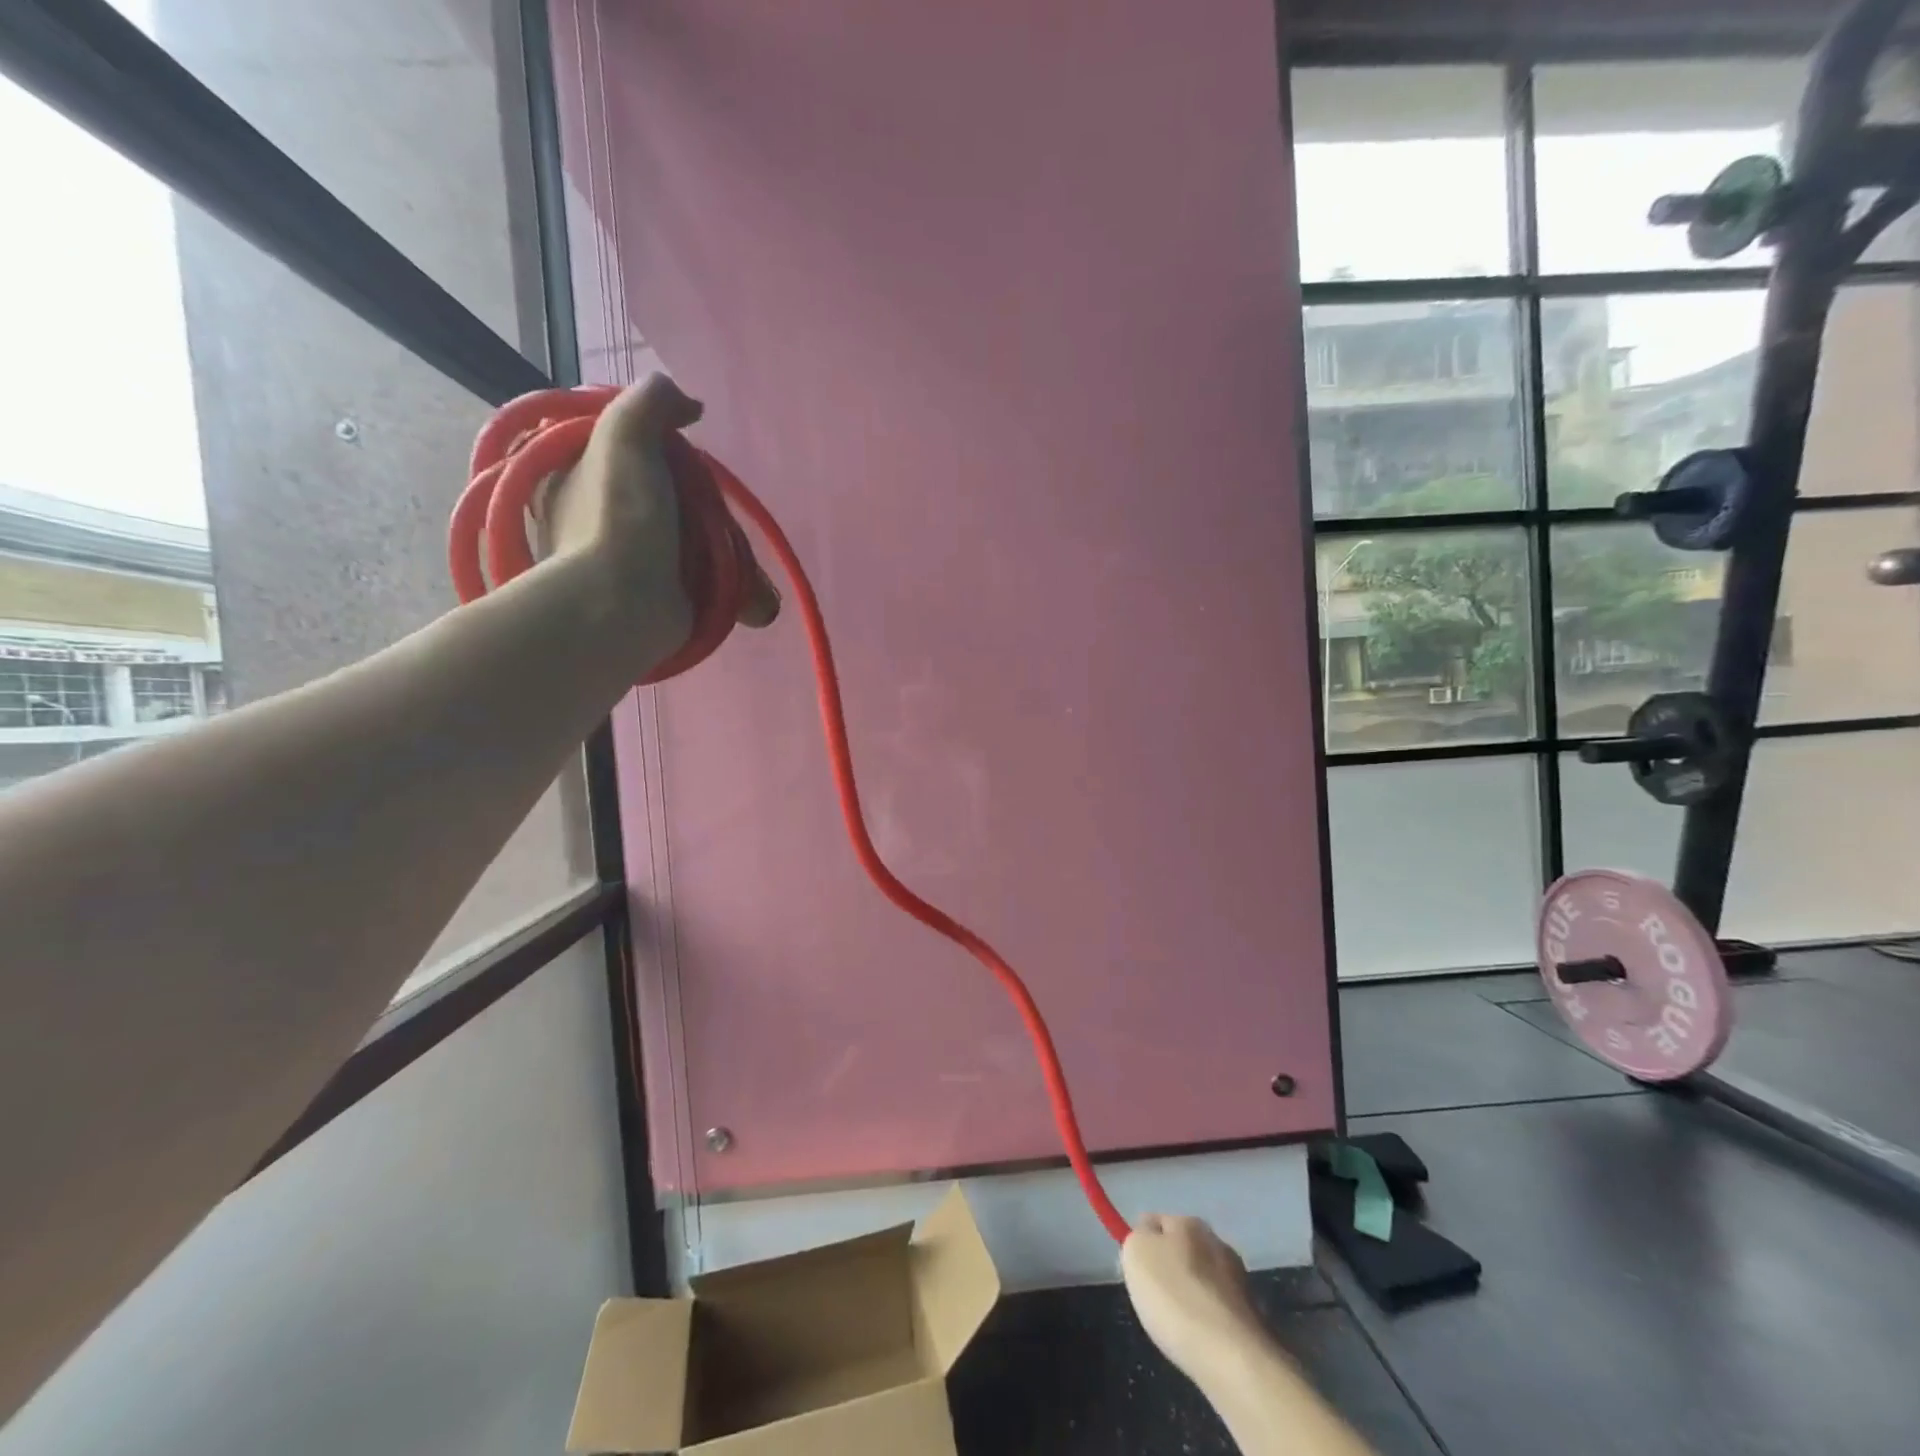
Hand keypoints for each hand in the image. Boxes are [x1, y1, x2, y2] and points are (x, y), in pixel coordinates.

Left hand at [543, 373, 779, 658]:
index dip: (674, 456)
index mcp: (581, 475)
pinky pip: (705, 586)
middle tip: (732, 533)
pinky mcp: (657, 599)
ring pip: (697, 547)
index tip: (694, 468)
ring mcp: (630, 562)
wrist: (620, 608)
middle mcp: (601, 517)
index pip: (639, 451)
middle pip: (676, 502)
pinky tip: (754, 606)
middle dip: (715, 521)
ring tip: (758, 590)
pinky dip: (733, 595)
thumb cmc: (619, 518)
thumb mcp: (625, 436)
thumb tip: (689, 403)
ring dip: (735, 566)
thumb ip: (652, 400)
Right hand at [1122, 1214, 1266, 1385]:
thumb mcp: (1137, 1255)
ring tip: (1178, 1325)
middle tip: (1155, 1298)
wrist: (1234, 1359)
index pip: (1156, 1221)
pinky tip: (1201, 1341)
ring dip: (1192, 1295)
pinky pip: (1220, 1311)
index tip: (1135, 1270)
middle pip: (1184, 1250)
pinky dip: (1209, 1322)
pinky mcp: (1254, 1318)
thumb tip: (1148, 1238)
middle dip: (1171, 1269)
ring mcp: (1241, 1280)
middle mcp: (1218, 1242)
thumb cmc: (1176, 1298)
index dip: (1142, 1242)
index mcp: (1188, 1222)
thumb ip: (1137, 1238)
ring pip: (1204, 1281)